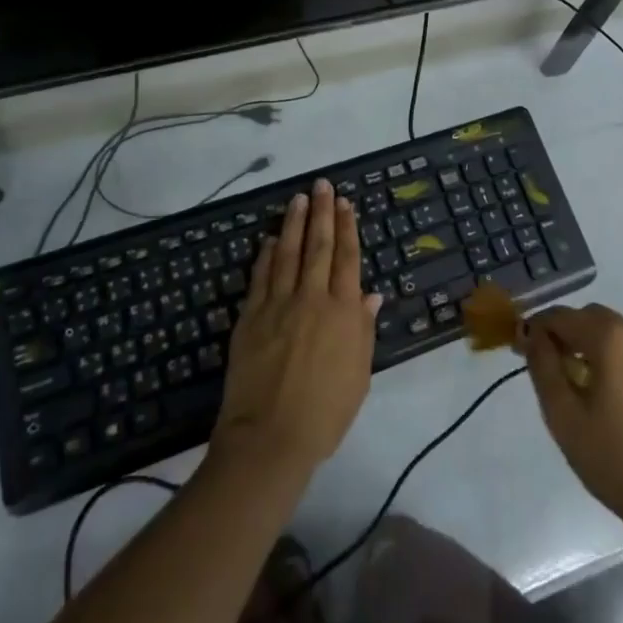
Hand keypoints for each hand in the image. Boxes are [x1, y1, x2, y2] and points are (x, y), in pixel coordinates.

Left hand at [211, 179, 381, 480]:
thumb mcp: (359, 375)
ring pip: (288, 253)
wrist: (271, 437)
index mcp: (343, 312)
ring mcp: (279, 304)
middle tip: (321, 185)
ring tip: (297, 199)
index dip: (347, 228)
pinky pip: (261, 276)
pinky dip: (266, 255)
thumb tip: (371, 294)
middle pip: (318, 246)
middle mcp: (312, 298)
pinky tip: (269, 239)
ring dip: (294, 223)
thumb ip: (363, 330)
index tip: (345, 203)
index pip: (347, 258)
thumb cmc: (325, 412)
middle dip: (321, 213)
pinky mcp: (251, 316)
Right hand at [522, 304, 622, 536]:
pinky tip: (615, 398)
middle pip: (592, 317)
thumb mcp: (564, 417)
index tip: (521, 350)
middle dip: (567, 332)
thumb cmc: (616, 461)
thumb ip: (543, 368)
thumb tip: (532, 335)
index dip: (536, 328)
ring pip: (617, 334)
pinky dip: (618, 360)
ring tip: (581, 384)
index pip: (561, 316)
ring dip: (593, 345)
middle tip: (551, 366)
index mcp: (610, 339)